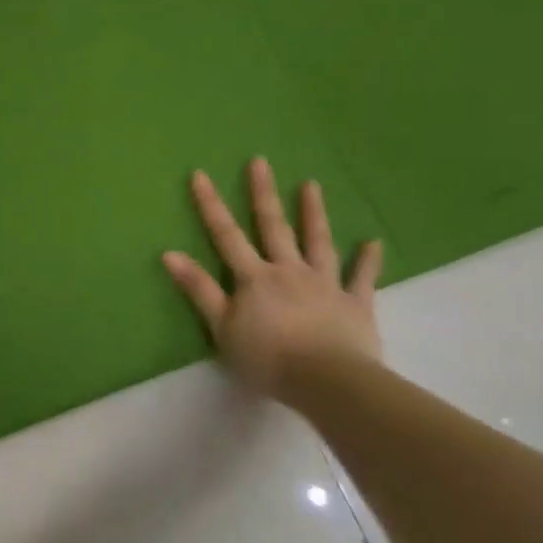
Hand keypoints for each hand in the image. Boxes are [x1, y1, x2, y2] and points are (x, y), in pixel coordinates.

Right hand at [161, 157, 384, 397]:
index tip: (200, 174)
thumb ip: (198, 289)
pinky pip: (362, 278)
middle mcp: (289, 271)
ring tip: (312, 184)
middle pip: (274, 227)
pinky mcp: (356, 304)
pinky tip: (373, 242)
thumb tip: (169, 253)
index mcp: (254, 278)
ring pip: (318, 242)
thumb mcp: (221, 327)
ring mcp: (325, 284)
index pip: (226, 235)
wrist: (328, 381)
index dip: (211, 205)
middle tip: (260, 161)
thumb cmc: (267, 358)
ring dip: (313, 213)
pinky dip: (367, 260)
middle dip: (263, 194)